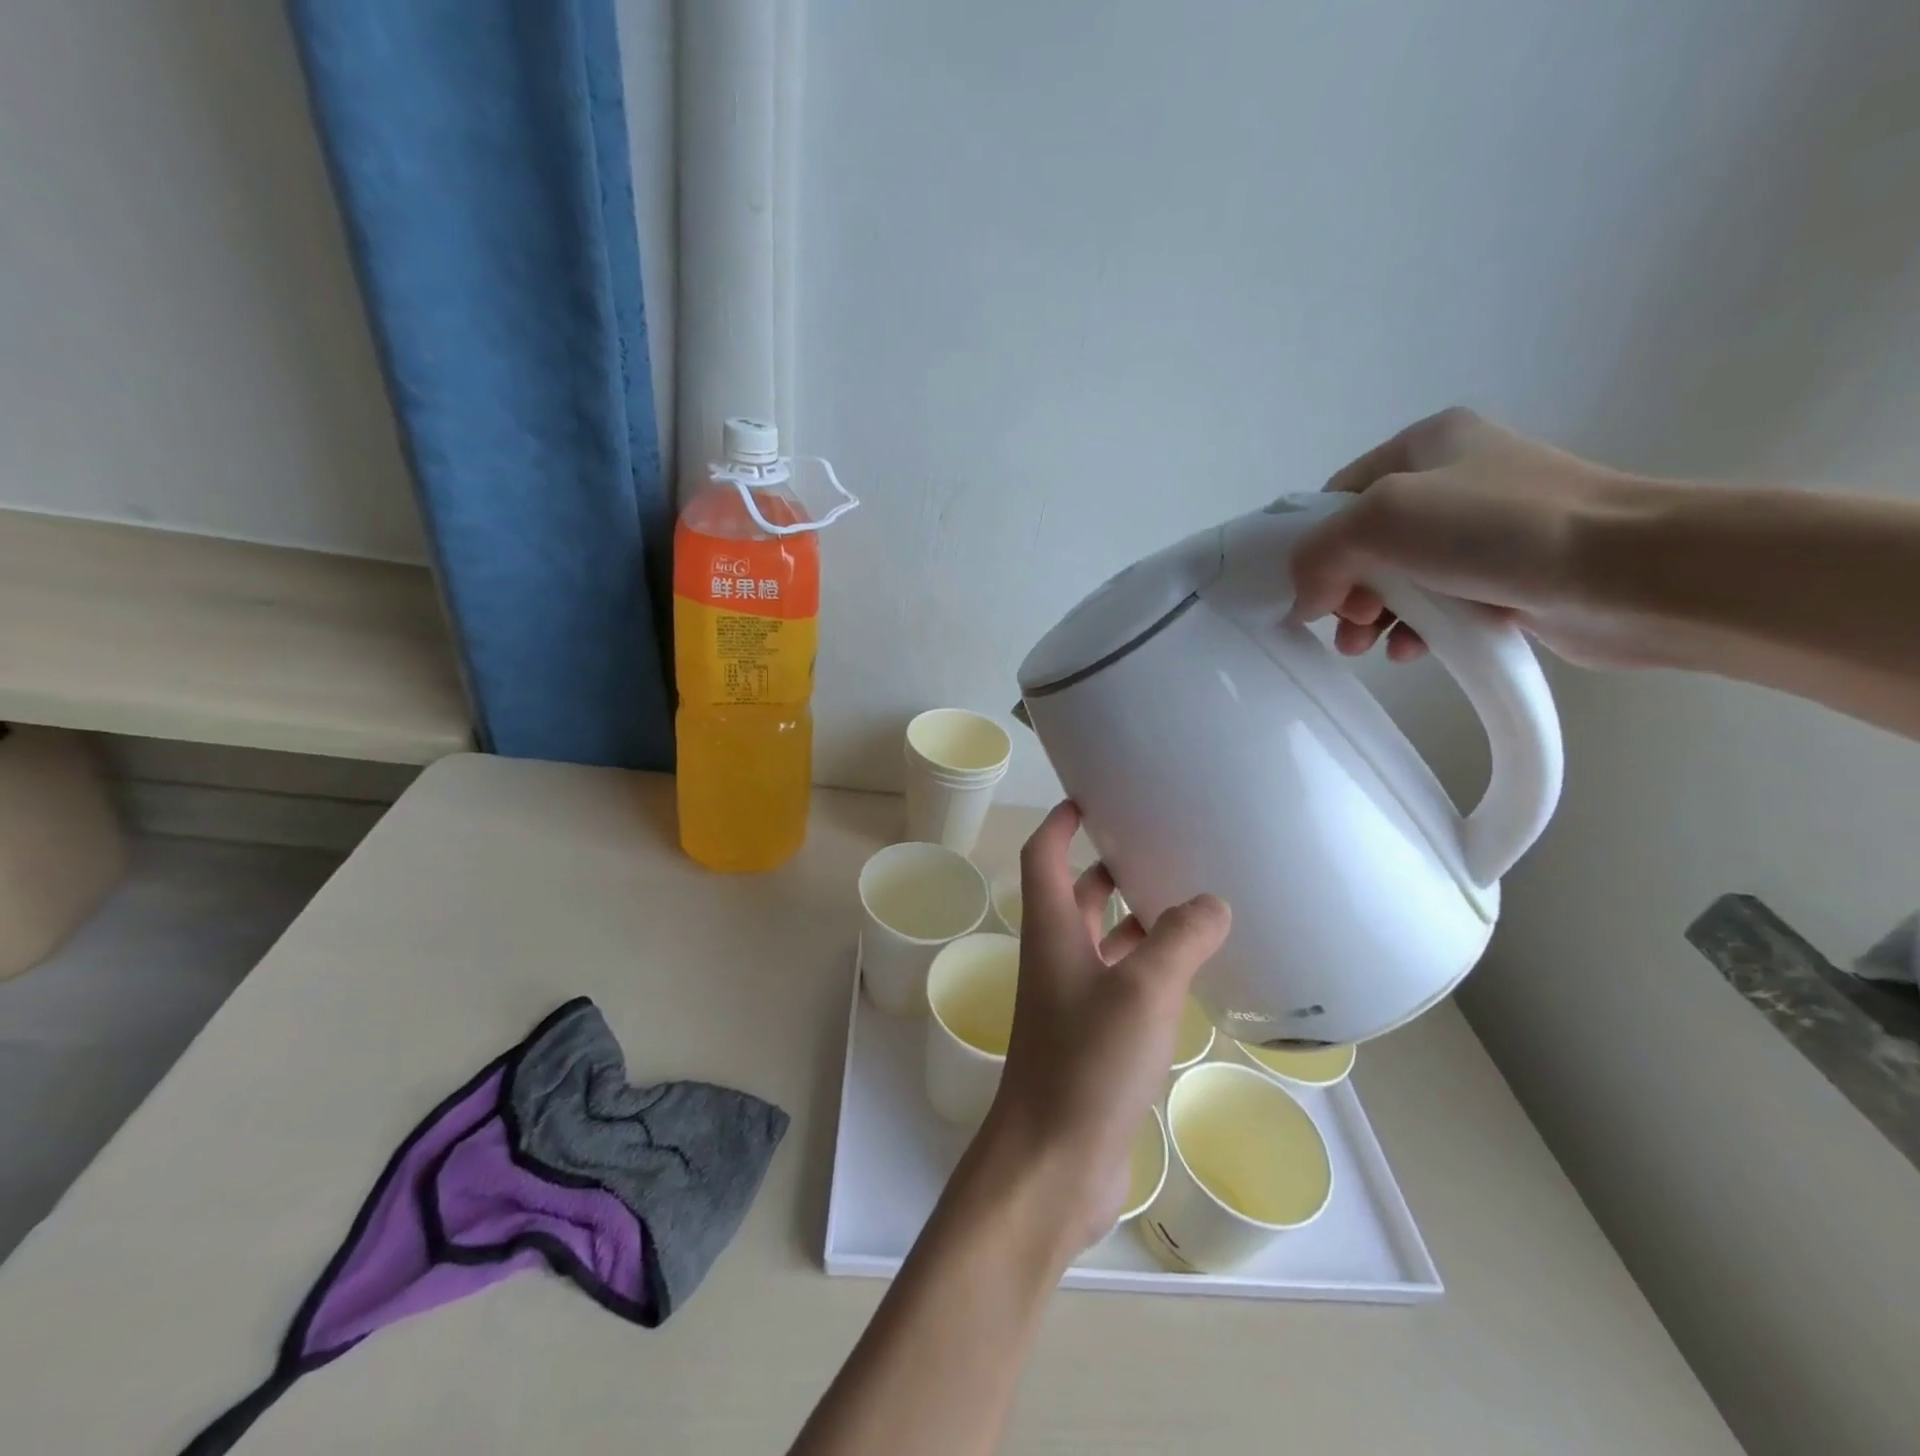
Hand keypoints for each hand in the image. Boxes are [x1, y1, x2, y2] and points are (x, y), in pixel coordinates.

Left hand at [981, 802, 1230, 1251]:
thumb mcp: (1141, 991)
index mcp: (1051, 930)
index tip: (1090, 795)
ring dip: (1134, 916)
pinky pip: (1121, 982)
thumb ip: (1179, 940)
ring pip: (1102, 939)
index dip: (1060, 821)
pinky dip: (1148, 965)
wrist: (1051, 1162)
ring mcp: (1072, 999)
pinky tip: (1190, 969)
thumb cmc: (1086, 1065)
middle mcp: (1056, 956)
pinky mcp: (1092, 1037)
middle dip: (1108, 863)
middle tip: (1158, 842)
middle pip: (1076, 892)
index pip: (1044, 854)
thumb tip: (1211, 902)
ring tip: (1188, 896)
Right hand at [1289, 407, 1671, 669]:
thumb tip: (1305, 600)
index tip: (1313, 593)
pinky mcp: (1508, 575)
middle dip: (1344, 591)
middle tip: (1347, 625)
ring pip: (1398, 579)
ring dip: (1373, 616)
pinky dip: (1416, 628)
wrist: (1632, 572)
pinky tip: (1412, 651)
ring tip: (1369, 646)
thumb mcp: (1382, 519)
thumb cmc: (1497, 530)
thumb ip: (1319, 553)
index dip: (1314, 547)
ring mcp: (1485, 529)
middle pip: (1364, 543)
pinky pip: (1439, 604)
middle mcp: (1454, 478)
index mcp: (1424, 444)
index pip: (1336, 498)